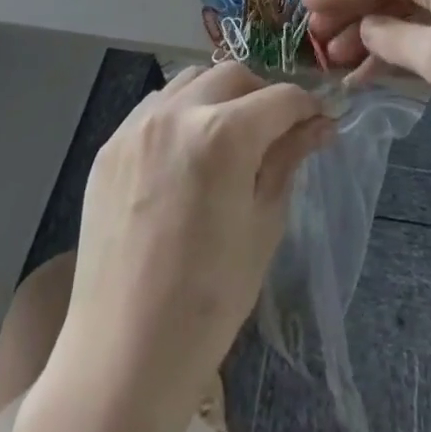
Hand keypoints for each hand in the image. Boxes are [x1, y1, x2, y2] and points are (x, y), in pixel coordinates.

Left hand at [50, 64, 331, 418]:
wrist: (123, 356)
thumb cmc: (208, 301)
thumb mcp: (263, 227)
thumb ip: (287, 161)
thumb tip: (319, 125)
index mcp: (223, 134)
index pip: (281, 98)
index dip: (308, 108)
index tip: (320, 123)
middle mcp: (177, 113)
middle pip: (234, 74)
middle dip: (263, 95)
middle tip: (275, 132)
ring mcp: (137, 126)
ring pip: (191, 81)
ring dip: (219, 96)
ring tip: (228, 138)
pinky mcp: (110, 146)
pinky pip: (155, 107)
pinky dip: (180, 113)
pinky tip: (186, 153)